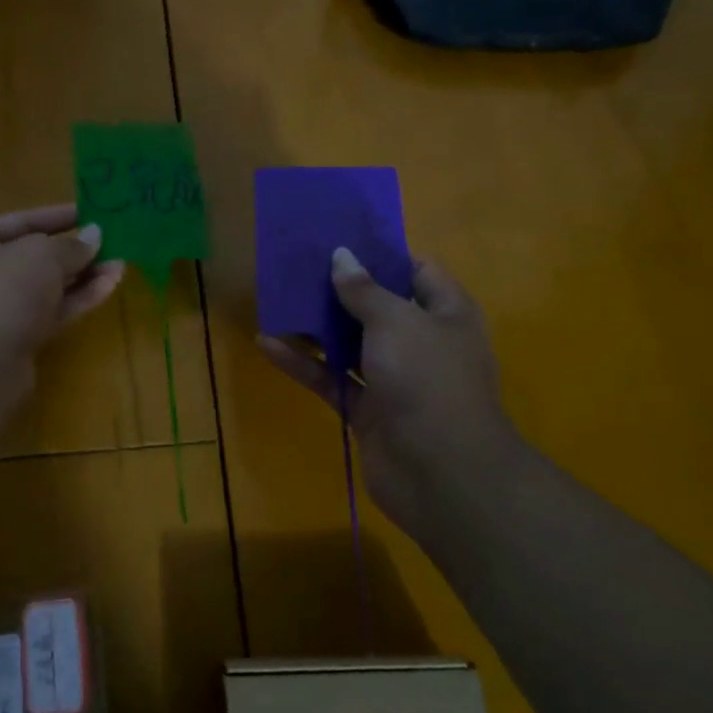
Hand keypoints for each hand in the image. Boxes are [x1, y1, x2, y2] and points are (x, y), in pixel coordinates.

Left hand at [0, 203, 125, 370]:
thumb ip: (72, 245)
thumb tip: (94, 236)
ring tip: (120, 263)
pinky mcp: (19, 340)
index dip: (55, 216)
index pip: (18, 222)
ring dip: (82, 276)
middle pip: (34, 257)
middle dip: (74, 250)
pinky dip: (79, 299)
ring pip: (47, 288)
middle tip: (110, 241)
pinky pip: (52, 312)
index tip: (89, 212)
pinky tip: (109, 285)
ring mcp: (0, 311)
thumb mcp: (42, 254)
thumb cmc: (4, 291)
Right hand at [259, 248, 520, 537]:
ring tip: (276, 299)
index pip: (417, 271)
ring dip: (316, 326)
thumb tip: (341, 256)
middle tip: (298, 265)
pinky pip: (331, 378)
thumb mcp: (396, 322)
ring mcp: (394, 379)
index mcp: (445, 314)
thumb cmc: (427, 379)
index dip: (382, 254)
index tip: (341, 239)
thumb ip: (364, 290)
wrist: (441, 472)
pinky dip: (303, 363)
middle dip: (339, 288)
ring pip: (349, 344)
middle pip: (377, 307)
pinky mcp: (367, 410)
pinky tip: (267, 344)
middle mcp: (421, 342)